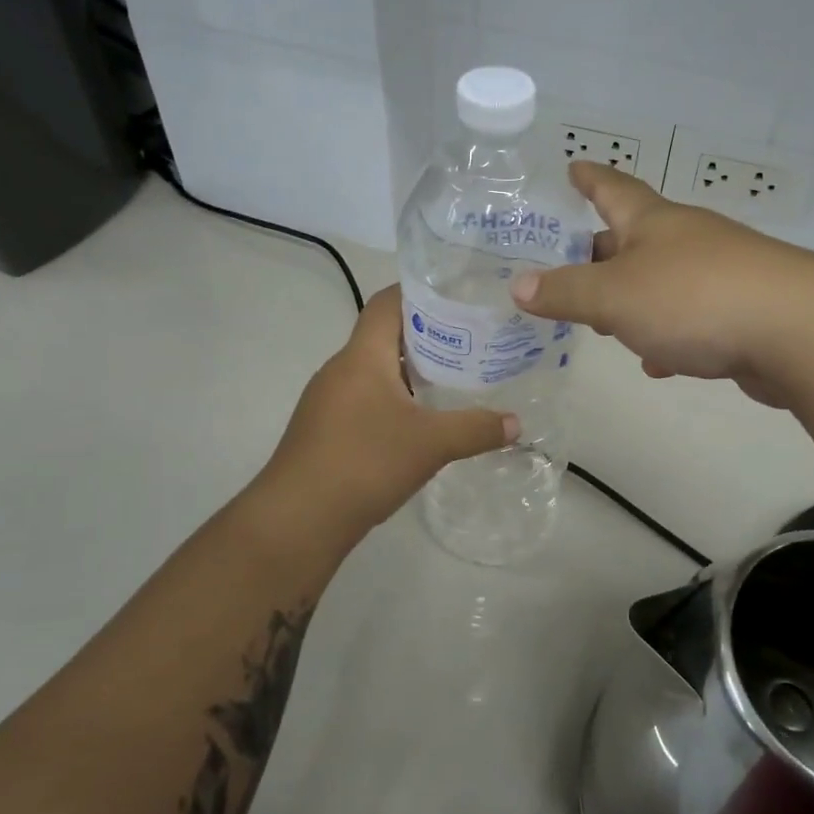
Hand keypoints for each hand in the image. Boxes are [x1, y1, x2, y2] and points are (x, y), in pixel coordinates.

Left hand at [260, 287, 516, 537]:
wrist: (297, 521)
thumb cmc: (364, 463)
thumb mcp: (431, 444)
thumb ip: (477, 429)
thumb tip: (517, 424)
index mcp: (362, 356)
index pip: (387, 301)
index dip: (420, 291)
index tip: (458, 296)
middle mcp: (340, 369)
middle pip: (384, 335)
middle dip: (427, 335)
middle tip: (471, 342)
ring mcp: (328, 401)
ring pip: (376, 371)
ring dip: (412, 372)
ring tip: (454, 380)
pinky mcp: (325, 430)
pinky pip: (365, 399)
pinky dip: (395, 400)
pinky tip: (421, 424)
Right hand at [511, 163, 813, 405]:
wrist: (796, 331)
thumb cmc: (693, 298)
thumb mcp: (615, 296)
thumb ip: (566, 292)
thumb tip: (519, 286)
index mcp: (653, 223)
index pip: (613, 188)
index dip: (589, 178)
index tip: (572, 166)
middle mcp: (687, 240)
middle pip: (634, 238)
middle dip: (601, 252)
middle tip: (569, 265)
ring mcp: (719, 274)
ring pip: (662, 282)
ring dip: (633, 298)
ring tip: (604, 320)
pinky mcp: (741, 314)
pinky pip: (691, 320)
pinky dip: (668, 336)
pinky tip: (658, 362)